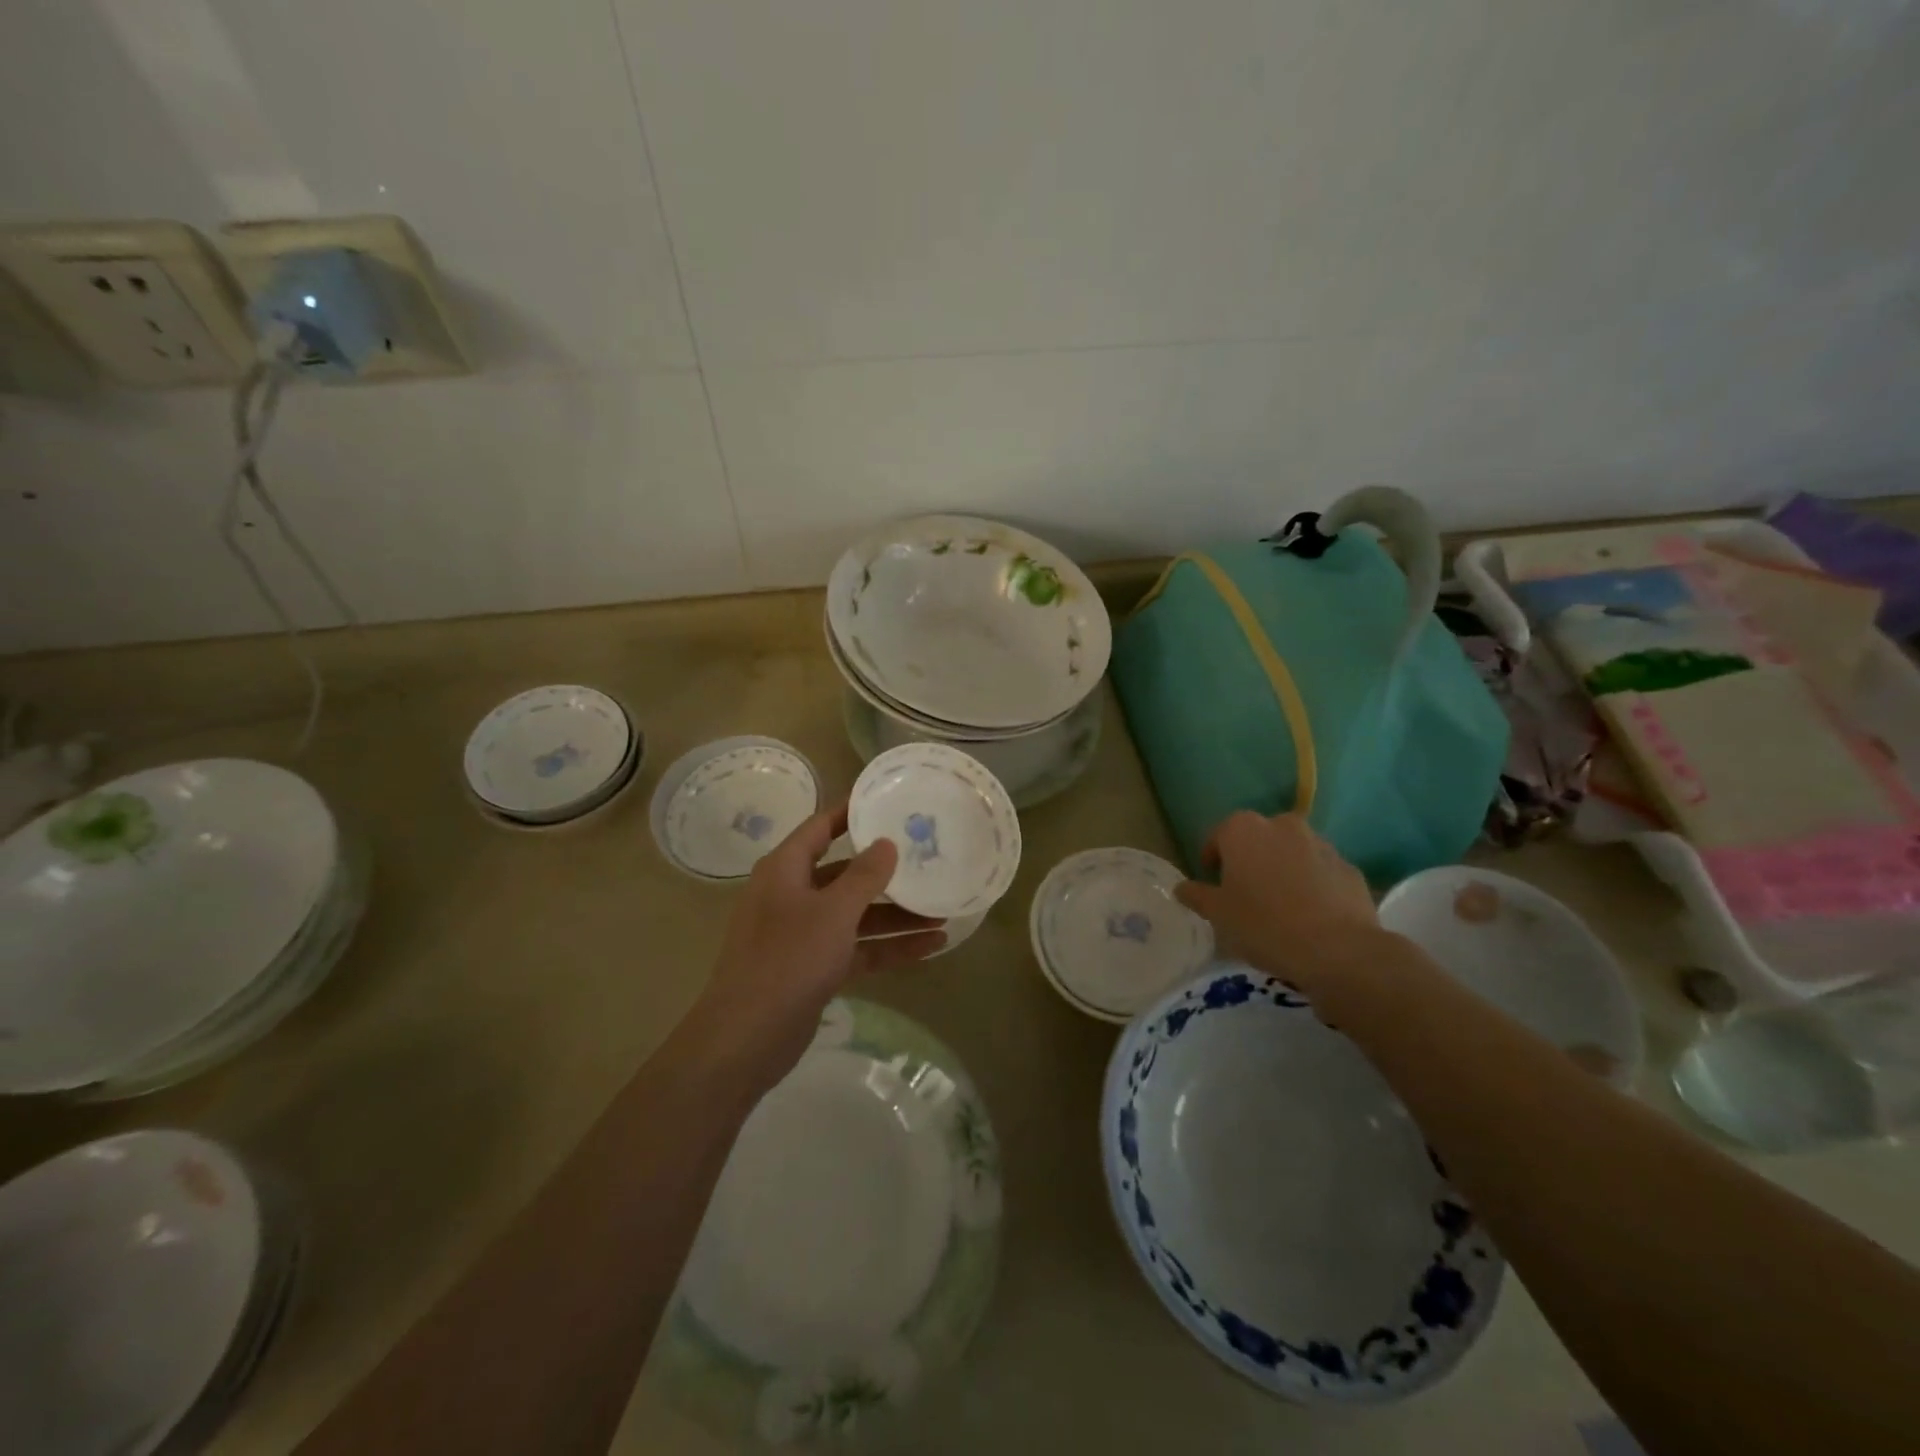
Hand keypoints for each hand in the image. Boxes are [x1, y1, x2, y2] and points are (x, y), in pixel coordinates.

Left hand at [699, 803, 945, 1079]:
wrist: (748, 1037)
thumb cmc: (788, 958)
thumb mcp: (833, 912)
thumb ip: (864, 876)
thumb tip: (886, 843)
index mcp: (785, 870)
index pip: (820, 828)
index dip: (850, 813)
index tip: (885, 799)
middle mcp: (792, 895)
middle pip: (845, 874)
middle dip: (887, 874)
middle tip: (927, 859)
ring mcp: (803, 934)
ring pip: (856, 915)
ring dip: (896, 916)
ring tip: (943, 911)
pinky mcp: (815, 967)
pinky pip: (857, 948)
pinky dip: (889, 947)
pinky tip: (931, 947)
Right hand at [1173, 811, 1381, 996]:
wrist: (1337, 951)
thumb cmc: (1264, 925)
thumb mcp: (1217, 914)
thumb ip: (1196, 895)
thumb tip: (1181, 888)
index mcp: (1244, 830)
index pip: (1218, 835)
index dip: (1212, 859)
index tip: (1212, 882)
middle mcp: (1283, 826)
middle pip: (1258, 839)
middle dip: (1250, 860)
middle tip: (1245, 893)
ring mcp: (1321, 845)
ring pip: (1292, 853)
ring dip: (1283, 870)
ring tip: (1280, 906)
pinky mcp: (1349, 869)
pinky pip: (1321, 872)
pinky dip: (1313, 886)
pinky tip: (1310, 916)